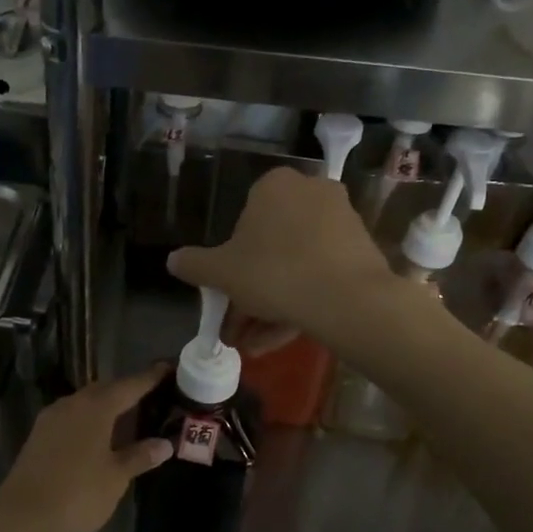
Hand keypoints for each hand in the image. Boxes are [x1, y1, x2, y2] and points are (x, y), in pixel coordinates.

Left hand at [0, 367, 172, 531]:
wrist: (24, 517)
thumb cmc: (79, 493)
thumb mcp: (116, 477)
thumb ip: (140, 456)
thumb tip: (164, 444)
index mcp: (95, 408)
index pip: (129, 386)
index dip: (149, 378)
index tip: (167, 368)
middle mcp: (71, 404)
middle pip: (104, 390)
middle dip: (126, 391)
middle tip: (149, 396)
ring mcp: (50, 419)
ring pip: (84, 403)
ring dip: (105, 407)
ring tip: (127, 417)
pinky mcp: (38, 436)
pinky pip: (70, 418)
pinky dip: (88, 421)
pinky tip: (98, 437)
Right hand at [167, 167, 392, 341]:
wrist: (347, 299)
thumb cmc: (274, 273)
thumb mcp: (221, 272)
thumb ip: (194, 265)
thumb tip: (172, 260)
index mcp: (275, 186)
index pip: (243, 220)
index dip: (231, 260)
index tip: (226, 291)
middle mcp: (311, 193)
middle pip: (271, 247)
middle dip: (251, 291)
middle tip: (238, 326)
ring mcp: (340, 221)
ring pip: (295, 266)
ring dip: (271, 306)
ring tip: (255, 345)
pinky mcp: (360, 250)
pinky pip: (320, 275)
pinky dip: (300, 303)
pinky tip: (281, 339)